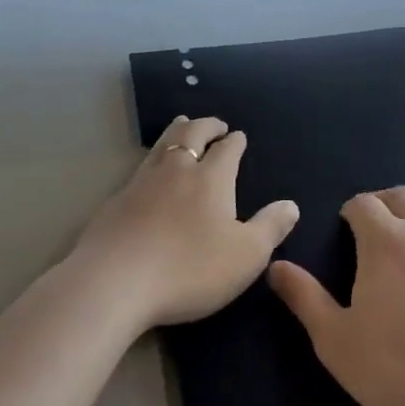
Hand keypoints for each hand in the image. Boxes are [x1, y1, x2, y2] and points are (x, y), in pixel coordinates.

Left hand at [70, 116, 300, 332]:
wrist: (113, 281)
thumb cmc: (189, 268)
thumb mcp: (245, 256)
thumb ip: (271, 228)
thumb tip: (291, 205)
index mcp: (212, 178)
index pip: (227, 149)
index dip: (235, 141)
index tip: (239, 136)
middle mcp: (177, 170)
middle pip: (192, 134)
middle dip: (206, 125)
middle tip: (214, 123)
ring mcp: (142, 182)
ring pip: (163, 144)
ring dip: (177, 131)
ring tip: (183, 124)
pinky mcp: (116, 200)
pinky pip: (141, 167)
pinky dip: (153, 158)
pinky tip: (150, 170)